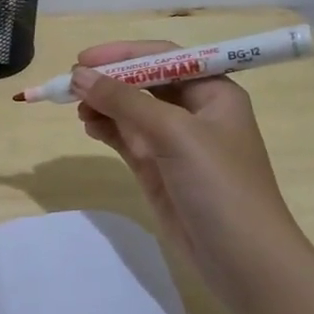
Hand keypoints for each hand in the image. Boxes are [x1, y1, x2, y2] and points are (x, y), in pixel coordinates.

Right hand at [71, 40, 299, 270]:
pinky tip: (89, 127)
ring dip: (104, 105)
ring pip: (131, 111)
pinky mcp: (158, 169)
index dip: (123, 54)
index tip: (83, 59)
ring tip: (78, 111)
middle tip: (72, 86)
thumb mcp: (173, 133)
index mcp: (213, 92)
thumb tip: (79, 76)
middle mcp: (195, 112)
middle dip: (109, 81)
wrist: (242, 259)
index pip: (164, 58)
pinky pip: (126, 138)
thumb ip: (125, 101)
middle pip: (144, 82)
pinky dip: (106, 129)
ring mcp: (175, 143)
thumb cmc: (219, 185)